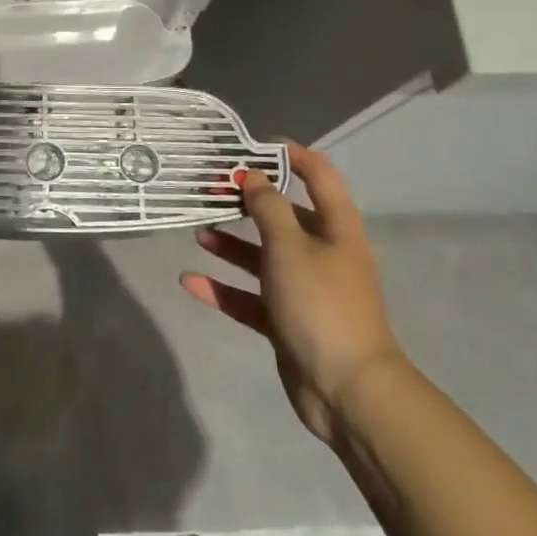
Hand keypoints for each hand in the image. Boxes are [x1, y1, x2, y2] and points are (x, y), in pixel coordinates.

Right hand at [182, 143, 403, 441]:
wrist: (347, 390)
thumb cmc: (321, 303)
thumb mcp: (290, 246)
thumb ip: (268, 208)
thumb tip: (253, 176)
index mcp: (337, 228)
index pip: (318, 176)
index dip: (290, 155)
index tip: (251, 145)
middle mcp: (323, 253)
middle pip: (285, 216)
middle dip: (249, 201)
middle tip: (211, 188)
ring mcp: (305, 290)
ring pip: (263, 257)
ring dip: (232, 244)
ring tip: (198, 230)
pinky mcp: (287, 322)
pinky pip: (249, 297)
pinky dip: (223, 288)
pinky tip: (189, 281)